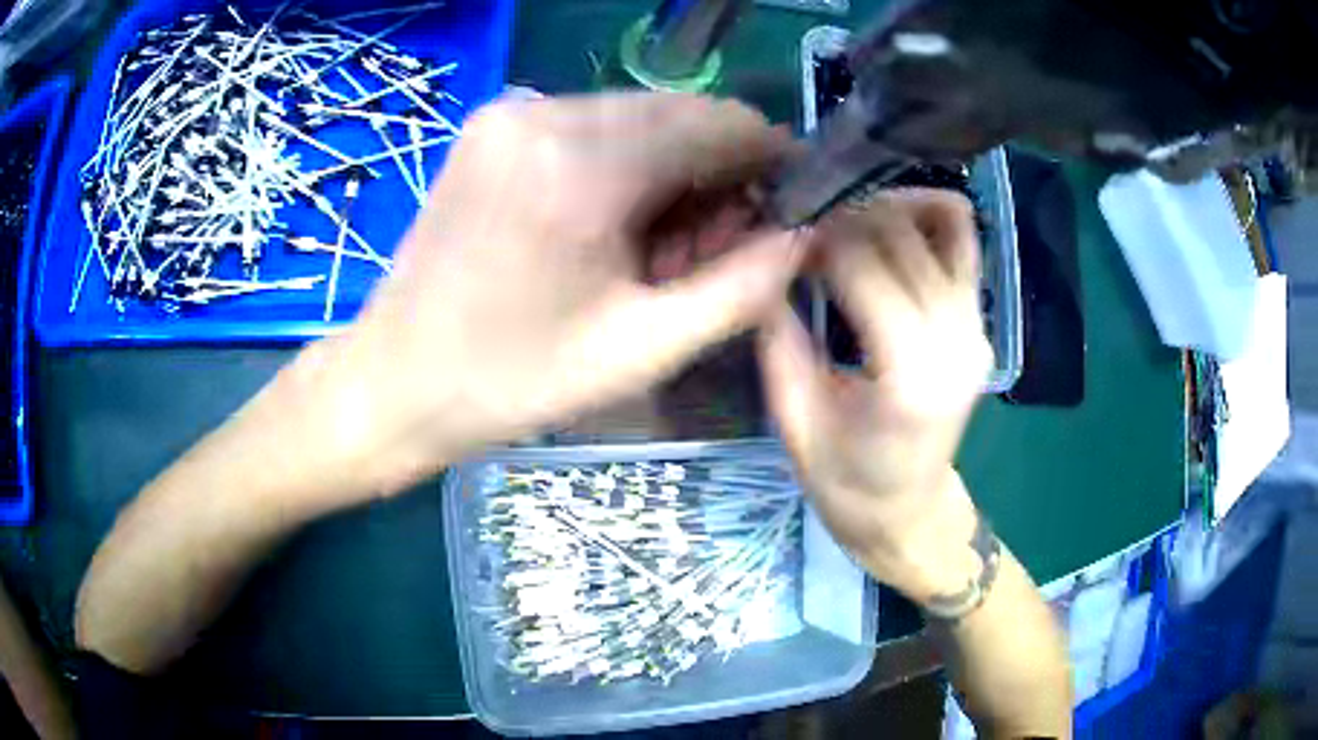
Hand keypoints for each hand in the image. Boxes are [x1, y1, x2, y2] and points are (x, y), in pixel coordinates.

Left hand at [294, 93, 803, 495]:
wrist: (395, 379)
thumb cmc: (511, 380)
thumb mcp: (642, 349)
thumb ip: (743, 288)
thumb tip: (804, 236)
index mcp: (584, 164)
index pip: (720, 122)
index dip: (768, 159)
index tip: (782, 209)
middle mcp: (546, 112)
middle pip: (679, 115)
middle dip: (717, 173)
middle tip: (711, 251)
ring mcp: (511, 111)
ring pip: (637, 118)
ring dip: (670, 172)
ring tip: (656, 252)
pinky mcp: (492, 125)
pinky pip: (590, 126)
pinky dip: (622, 165)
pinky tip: (609, 226)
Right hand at [757, 189, 991, 602]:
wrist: (910, 513)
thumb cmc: (847, 486)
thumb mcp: (794, 424)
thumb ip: (779, 340)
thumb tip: (765, 265)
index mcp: (909, 373)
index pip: (863, 262)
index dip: (816, 236)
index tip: (780, 237)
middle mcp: (954, 337)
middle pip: (900, 231)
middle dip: (843, 214)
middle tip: (803, 229)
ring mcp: (975, 324)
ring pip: (940, 220)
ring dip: (886, 205)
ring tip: (845, 220)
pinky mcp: (979, 320)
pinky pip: (963, 241)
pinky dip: (927, 215)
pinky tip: (889, 225)